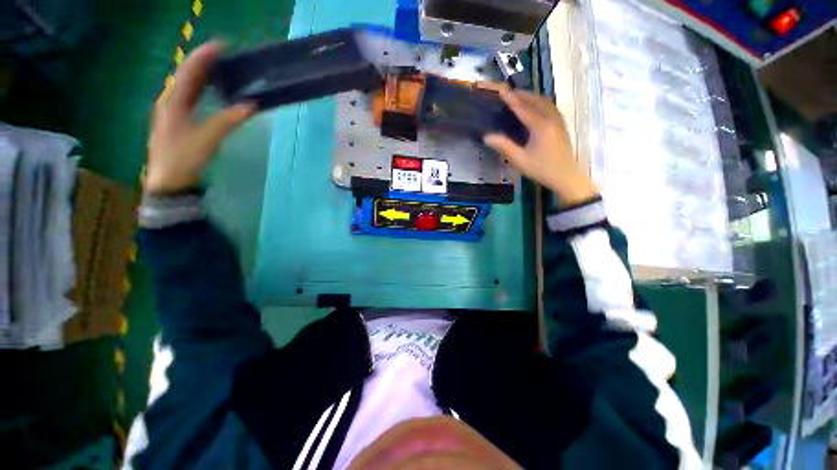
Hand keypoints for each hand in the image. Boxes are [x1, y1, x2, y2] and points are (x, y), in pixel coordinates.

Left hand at [146, 41, 254, 194]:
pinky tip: (208, 91)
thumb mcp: (208, 138)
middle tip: (221, 55)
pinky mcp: (177, 122)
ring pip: (186, 87)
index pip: (189, 72)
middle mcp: (170, 102)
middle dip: (202, 63)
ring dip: (201, 76)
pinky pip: (189, 98)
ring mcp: (172, 112)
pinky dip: (200, 90)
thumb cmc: (185, 157)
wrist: (169, 181)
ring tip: (217, 68)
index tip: (220, 45)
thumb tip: (251, 106)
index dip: (203, 57)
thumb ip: (228, 120)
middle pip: (186, 76)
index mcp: (174, 102)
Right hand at [484, 90, 599, 206]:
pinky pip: (551, 107)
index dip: (512, 100)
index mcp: (541, 127)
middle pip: (536, 101)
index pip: (523, 109)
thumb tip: (487, 137)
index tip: (502, 91)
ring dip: (533, 97)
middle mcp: (551, 119)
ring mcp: (559, 121)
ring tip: (521, 96)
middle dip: (523, 95)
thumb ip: (504, 146)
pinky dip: (541, 102)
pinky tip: (537, 106)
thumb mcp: (520, 160)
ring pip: (546, 102)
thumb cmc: (541, 169)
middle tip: (510, 92)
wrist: (566, 177)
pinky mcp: (562, 126)